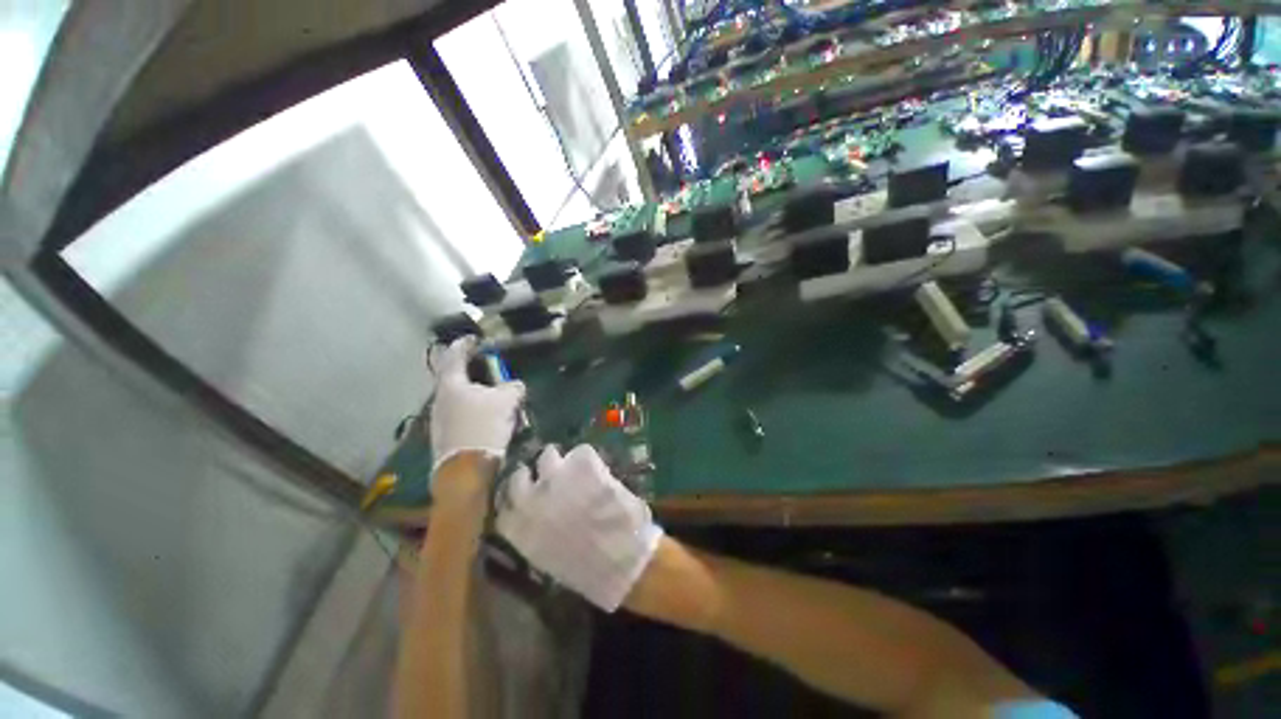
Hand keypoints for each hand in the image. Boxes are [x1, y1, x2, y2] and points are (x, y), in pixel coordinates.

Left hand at [428, 337, 525, 484]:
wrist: (465, 470)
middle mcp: (440, 398)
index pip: (454, 356)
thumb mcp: (506, 401)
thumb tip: (515, 385)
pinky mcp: (445, 434)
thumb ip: (512, 387)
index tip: (472, 338)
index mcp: (451, 384)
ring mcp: (439, 418)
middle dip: (469, 369)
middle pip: (453, 376)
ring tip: (490, 392)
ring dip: (472, 391)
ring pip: (457, 396)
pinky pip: (459, 412)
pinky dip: (471, 407)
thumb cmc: (483, 427)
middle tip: (484, 365)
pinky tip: (485, 415)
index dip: (464, 344)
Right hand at [495, 445, 662, 611]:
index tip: (527, 493)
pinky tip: (599, 472)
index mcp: (519, 529)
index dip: (516, 496)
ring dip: (561, 462)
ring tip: (576, 470)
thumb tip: (539, 512)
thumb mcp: (548, 557)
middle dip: (534, 474)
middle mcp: (530, 499)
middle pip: (519, 475)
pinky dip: (588, 461)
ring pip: (549, 455)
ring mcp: (555, 478)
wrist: (622, 561)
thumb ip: (536, 532)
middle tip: (551, 475)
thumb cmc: (589, 569)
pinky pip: (581, 452)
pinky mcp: (581, 464)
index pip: (504, 504)